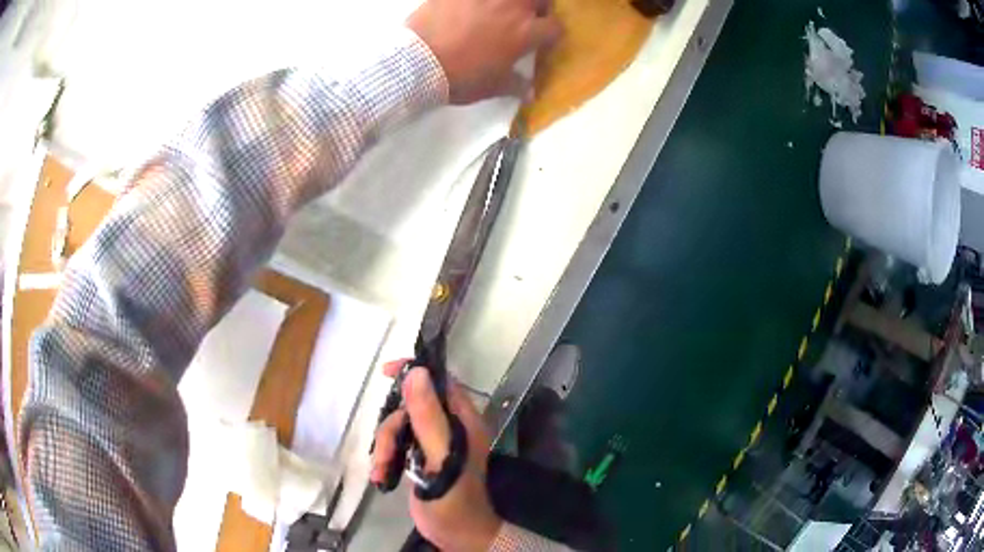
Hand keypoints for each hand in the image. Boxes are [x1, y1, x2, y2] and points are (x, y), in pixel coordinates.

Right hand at [372, 363, 500, 551]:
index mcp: (463, 420)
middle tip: (386, 452)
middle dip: (392, 428)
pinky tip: (381, 476)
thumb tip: (417, 373)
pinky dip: (385, 458)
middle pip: (411, 407)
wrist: (455, 534)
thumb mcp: (441, 455)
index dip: (414, 372)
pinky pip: (397, 445)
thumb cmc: (453, 496)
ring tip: (382, 470)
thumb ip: (429, 416)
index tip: (387, 373)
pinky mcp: (420, 459)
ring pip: (400, 427)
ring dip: (386, 446)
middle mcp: (450, 427)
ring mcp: (434, 444)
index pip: (440, 382)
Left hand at [406, 0, 562, 103]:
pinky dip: (477, 2)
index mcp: (525, 32)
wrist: (417, 62)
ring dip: (511, 2)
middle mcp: (512, 7)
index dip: (551, 34)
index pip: (554, 27)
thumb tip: (531, 93)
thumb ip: (515, 85)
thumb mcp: (491, 86)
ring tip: (500, 9)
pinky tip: (470, 7)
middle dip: (539, 7)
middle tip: (526, 17)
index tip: (543, 40)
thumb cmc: (460, 77)